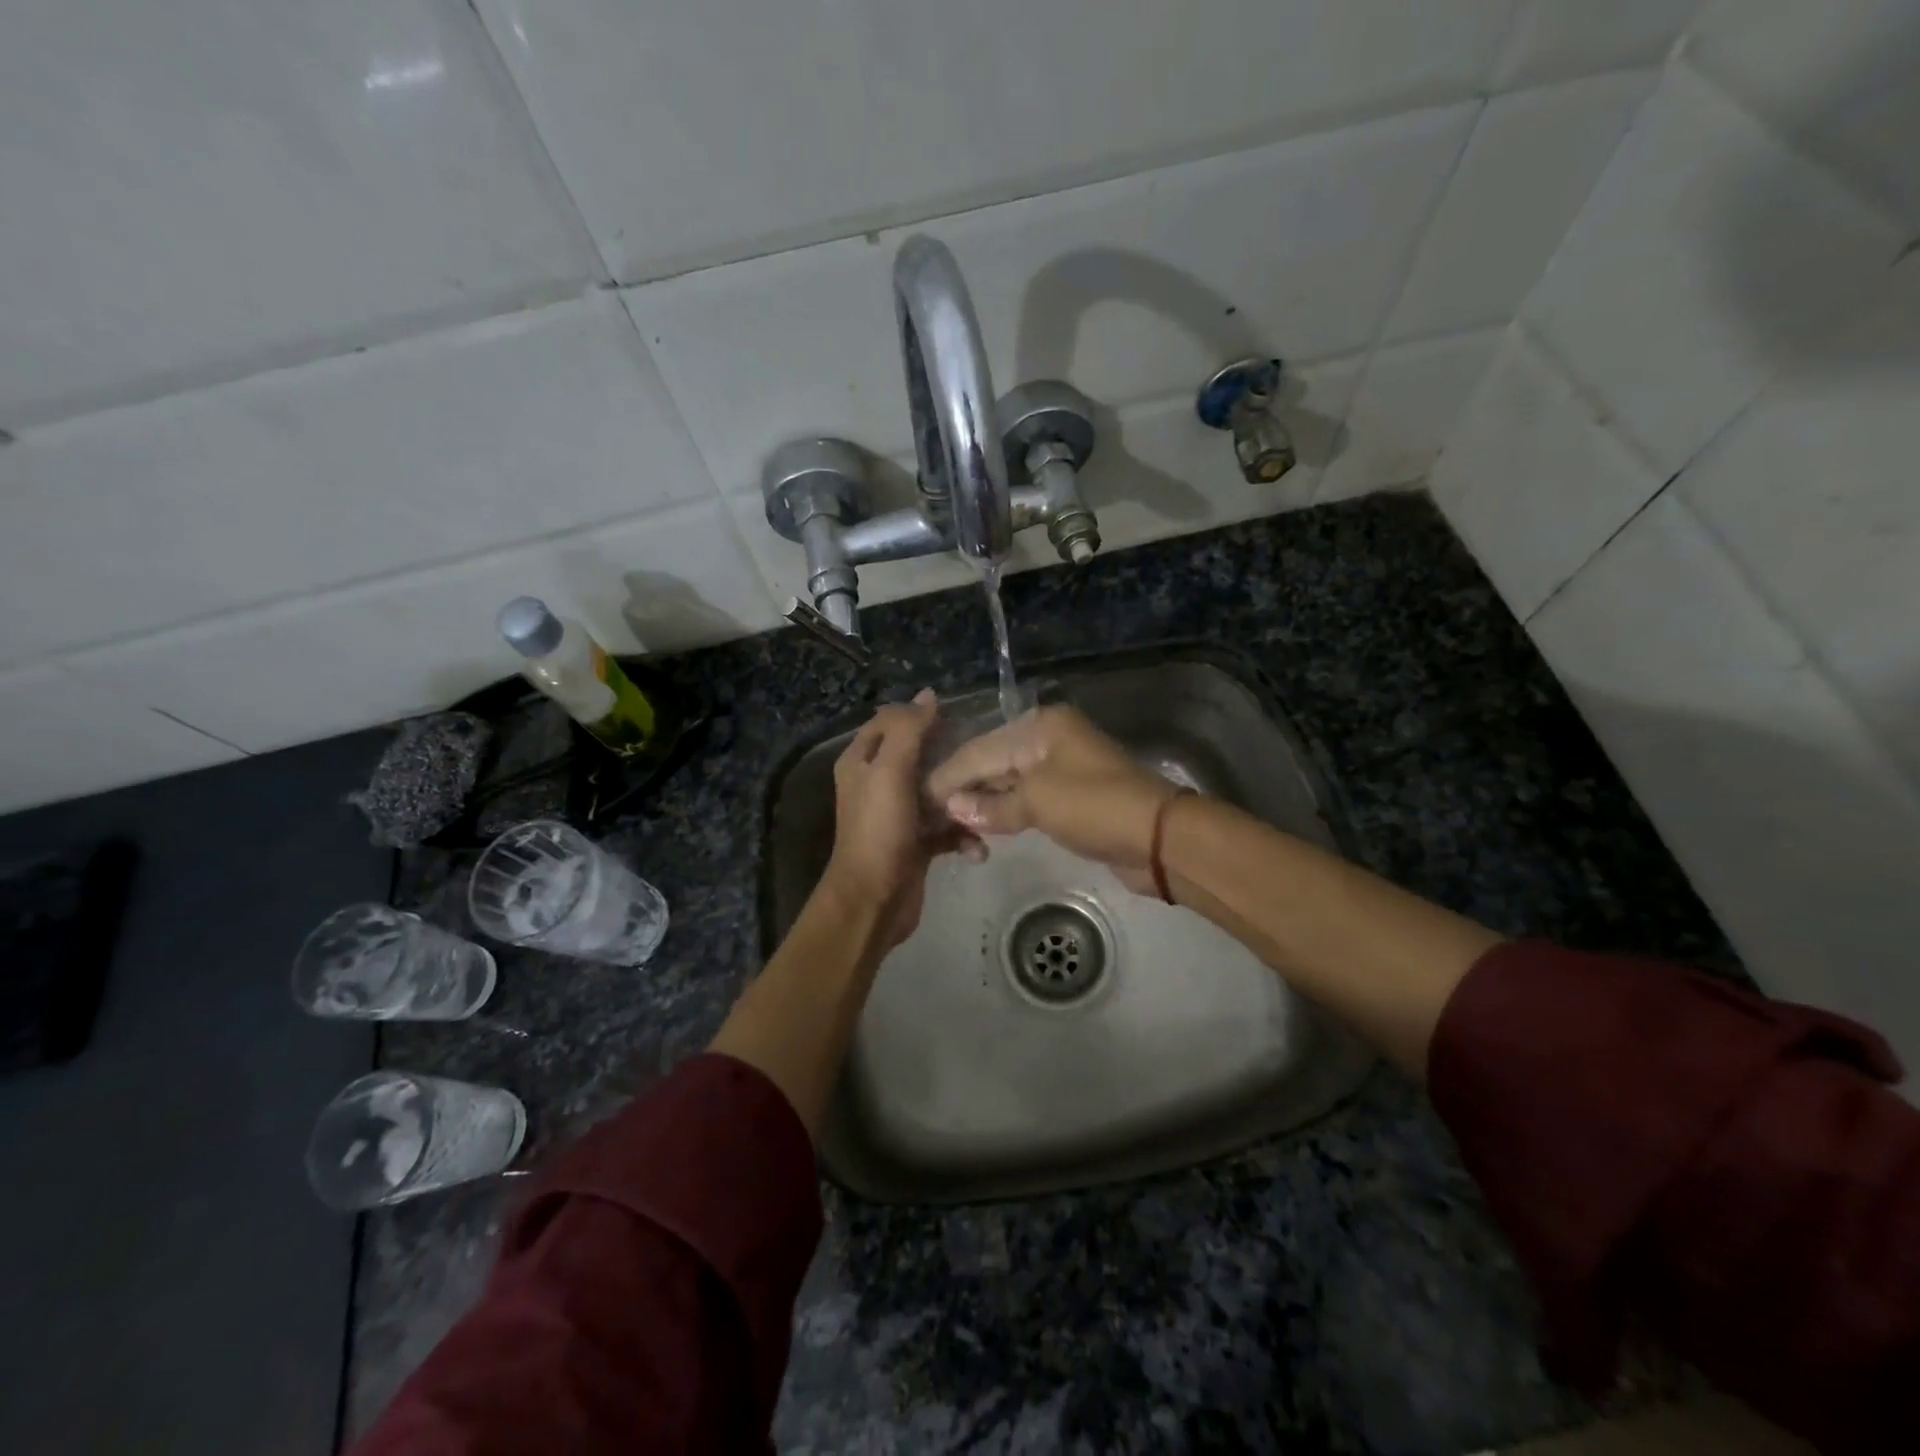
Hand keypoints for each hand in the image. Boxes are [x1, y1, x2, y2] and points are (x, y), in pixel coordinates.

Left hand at [822, 689, 979, 947]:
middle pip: (920, 756)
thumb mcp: (890, 770)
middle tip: (984, 757)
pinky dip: (963, 836)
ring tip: (988, 803)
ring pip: (938, 793)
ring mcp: (898, 815)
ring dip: (963, 800)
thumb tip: (928, 695)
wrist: (874, 901)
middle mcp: (877, 783)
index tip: (957, 717)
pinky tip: (978, 847)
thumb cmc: (879, 829)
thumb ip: (909, 730)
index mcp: (862, 761)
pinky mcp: (917, 843)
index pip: (890, 722)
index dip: (919, 716)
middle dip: (951, 758)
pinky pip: (946, 829)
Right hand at [926, 705, 1176, 894]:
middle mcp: (1048, 738)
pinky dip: (1005, 811)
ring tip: (949, 823)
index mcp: (1041, 726)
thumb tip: (954, 808)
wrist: (1158, 837)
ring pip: (1009, 781)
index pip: (980, 749)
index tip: (918, 798)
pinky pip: (1027, 799)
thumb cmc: (1094, 806)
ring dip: (983, 803)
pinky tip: (983, 825)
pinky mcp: (1071, 795)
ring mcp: (1061, 766)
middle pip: (993, 761)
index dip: (949, 776)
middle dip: (963, 788)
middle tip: (929, 813)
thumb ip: (993, 805)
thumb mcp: (1038, 801)